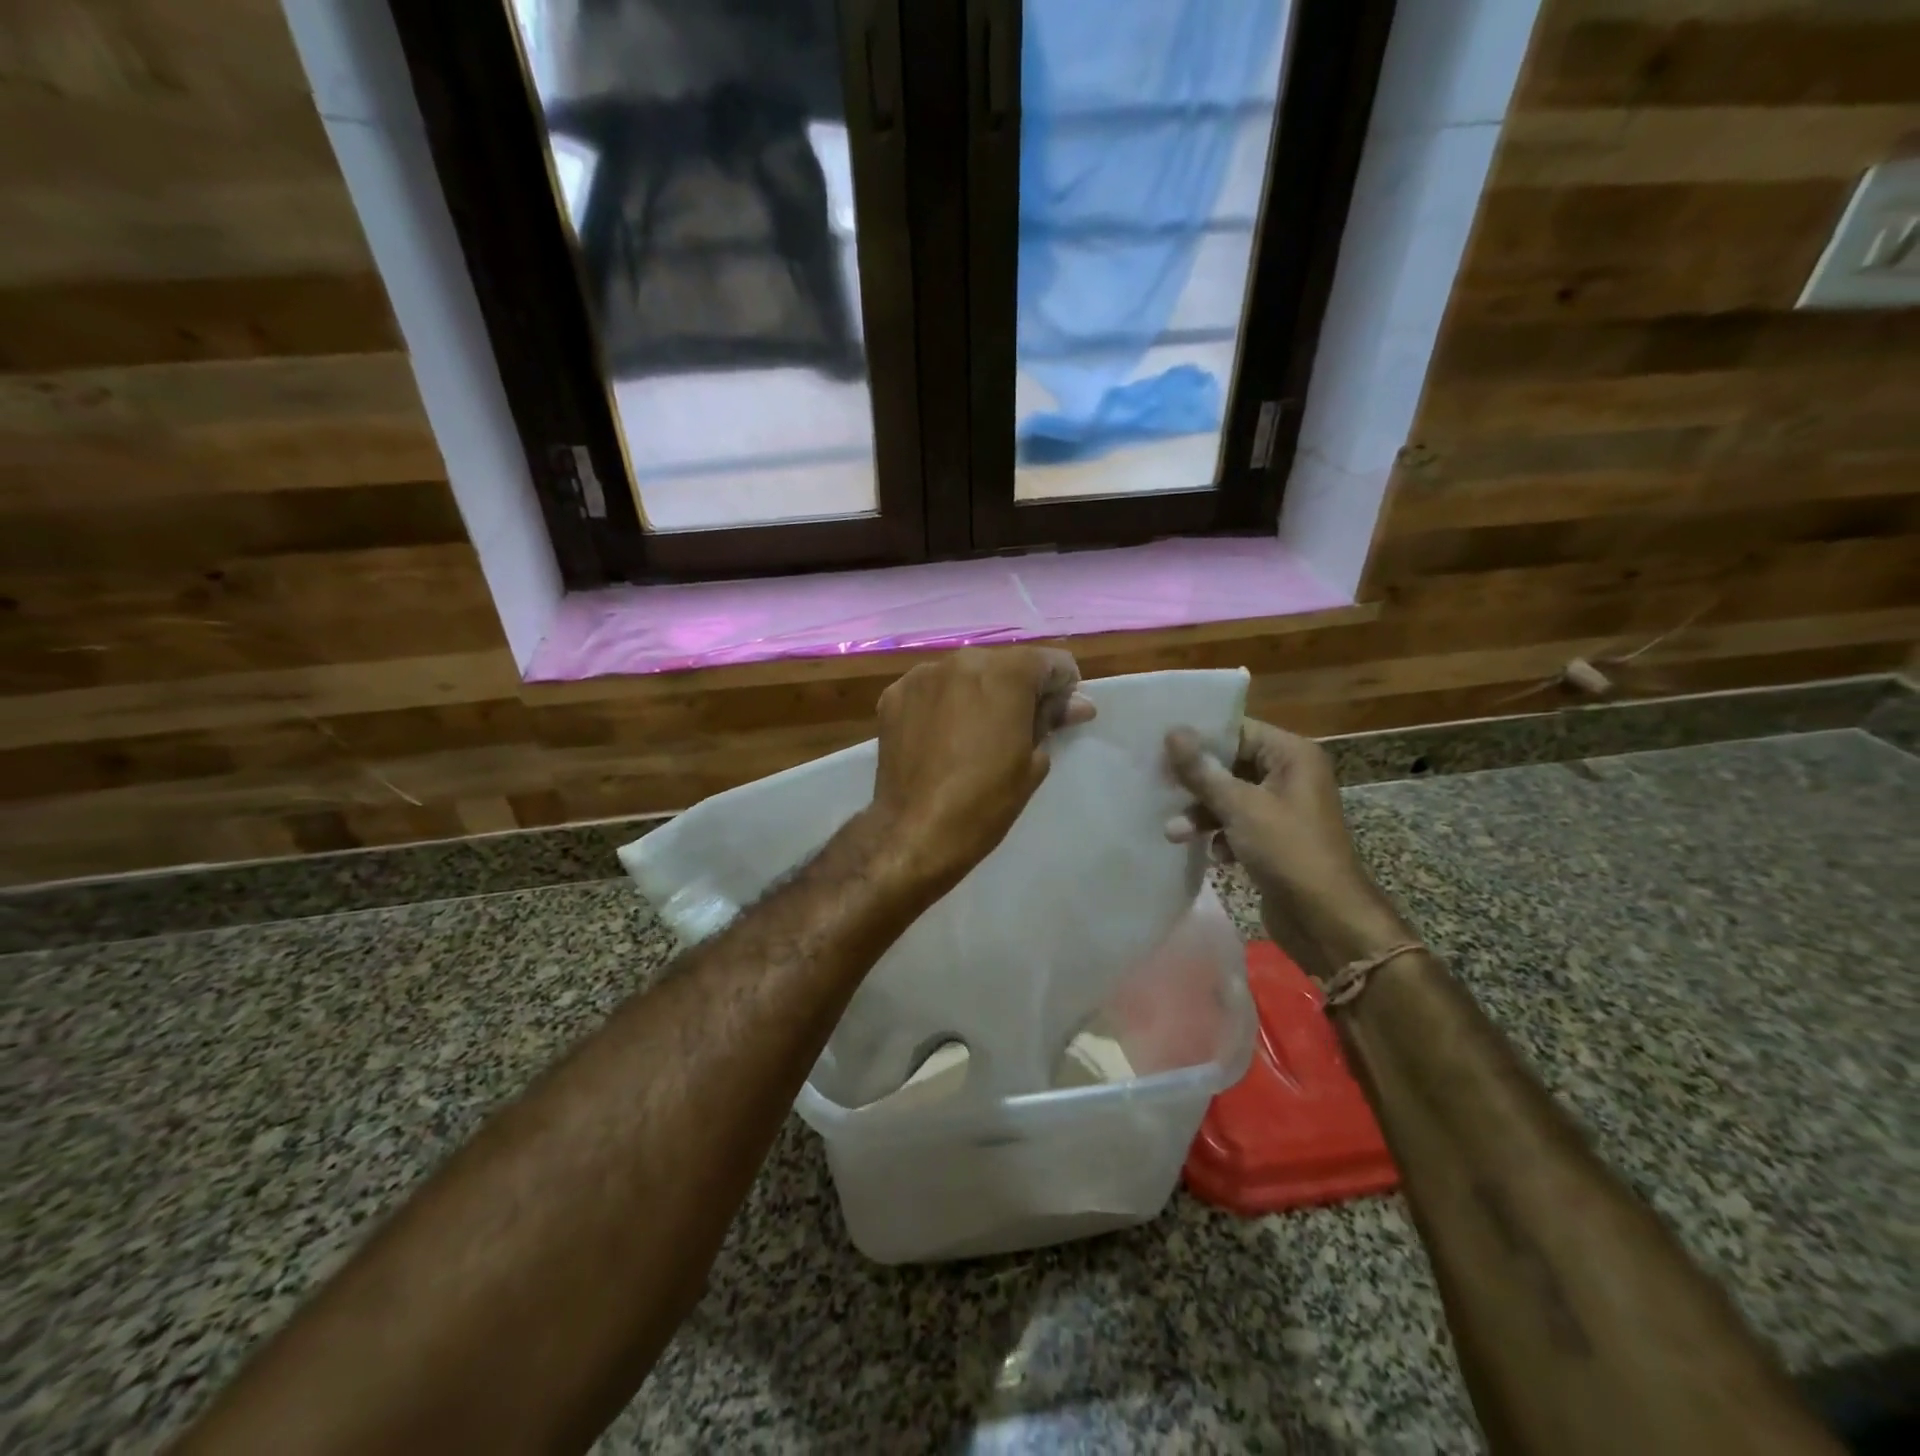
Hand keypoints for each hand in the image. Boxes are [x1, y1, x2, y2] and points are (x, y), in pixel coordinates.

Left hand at [869, 647, 1094, 895]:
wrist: (916, 832)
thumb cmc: (986, 800)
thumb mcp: (1033, 762)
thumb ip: (1052, 720)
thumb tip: (1077, 704)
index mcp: (1005, 673)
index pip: (1050, 662)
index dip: (1063, 687)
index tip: (1059, 715)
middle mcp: (962, 660)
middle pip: (1004, 664)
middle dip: (1017, 689)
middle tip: (1018, 728)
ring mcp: (922, 676)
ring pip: (964, 674)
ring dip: (977, 694)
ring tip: (975, 734)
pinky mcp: (893, 696)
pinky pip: (931, 690)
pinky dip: (942, 704)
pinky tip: (942, 737)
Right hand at [1165, 719, 1410, 980]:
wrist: (1326, 920)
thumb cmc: (1288, 852)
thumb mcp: (1240, 807)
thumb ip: (1202, 771)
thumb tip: (1172, 732)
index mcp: (1292, 755)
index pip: (1238, 730)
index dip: (1199, 738)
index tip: (1159, 746)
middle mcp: (1290, 775)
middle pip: (1230, 764)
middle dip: (1196, 782)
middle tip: (1158, 787)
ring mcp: (1282, 809)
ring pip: (1230, 797)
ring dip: (1202, 814)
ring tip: (1174, 834)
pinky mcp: (1274, 838)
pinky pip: (1237, 823)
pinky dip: (1220, 835)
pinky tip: (1213, 855)